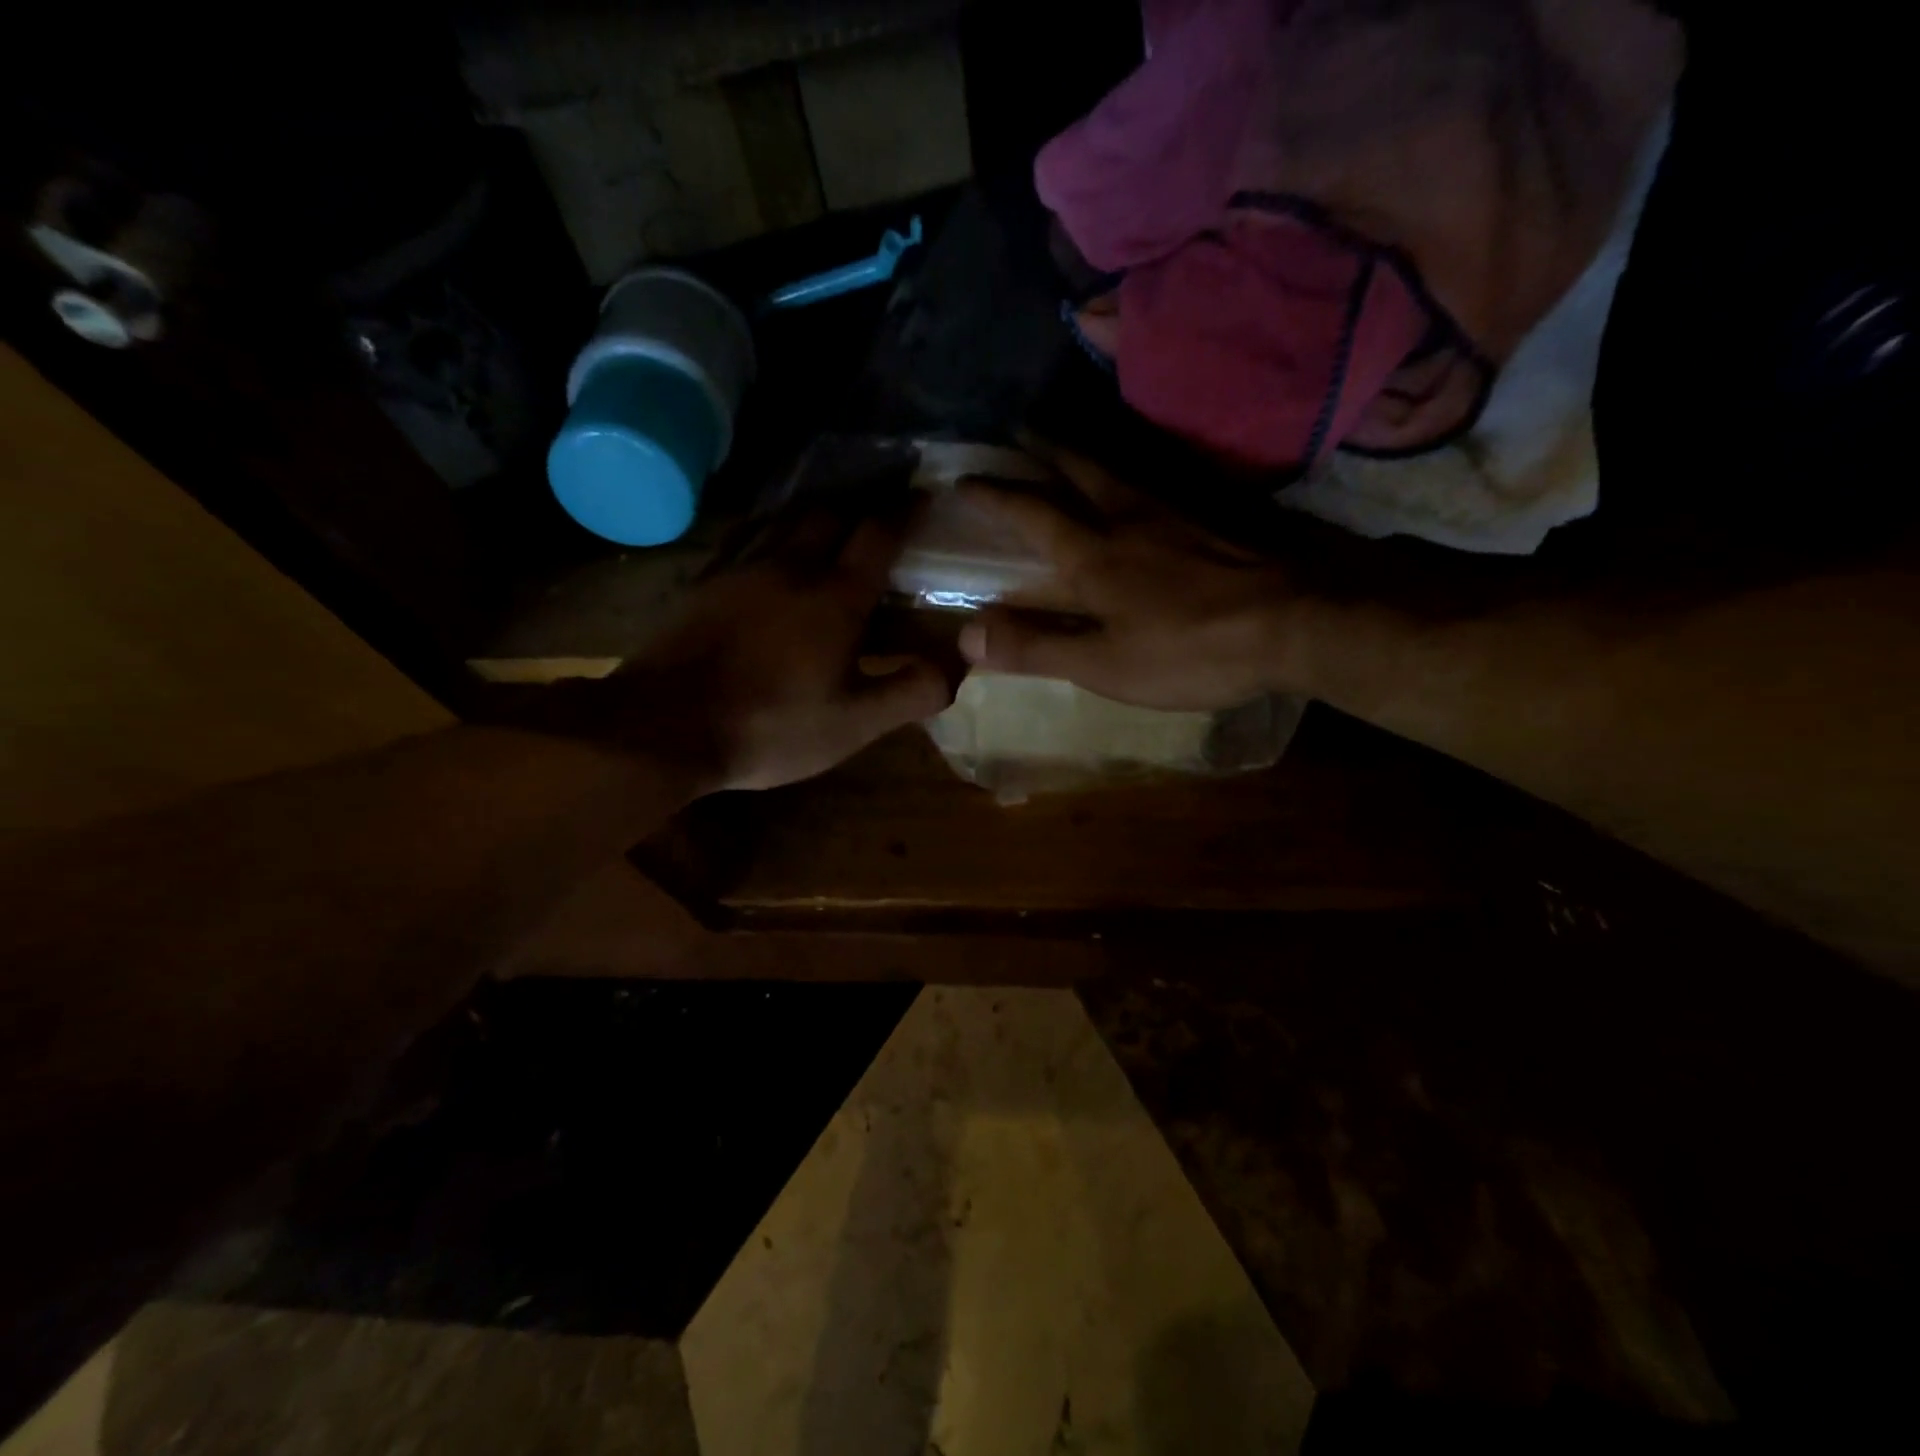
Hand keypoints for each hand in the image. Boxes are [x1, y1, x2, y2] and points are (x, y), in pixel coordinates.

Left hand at [588, 512, 955, 790]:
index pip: (879, 535)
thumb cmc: (771, 726)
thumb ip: (909, 693)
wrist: (664, 727)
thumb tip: (956, 667)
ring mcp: (740, 571)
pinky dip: (773, 539)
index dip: (907, 512)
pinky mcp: (704, 585)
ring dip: (815, 519)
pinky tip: (770, 561)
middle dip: (859, 509)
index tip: (925, 495)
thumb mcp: (853, 724)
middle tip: (876, 519)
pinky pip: (748, 542)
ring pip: (785, 522)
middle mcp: (790, 568)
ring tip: (829, 531)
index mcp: (834, 597)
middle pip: (830, 514)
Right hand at [956, 445, 1299, 710]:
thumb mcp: (1104, 664)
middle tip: (1020, 426)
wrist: (1297, 622)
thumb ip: (1036, 647)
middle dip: (1043, 446)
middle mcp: (1129, 516)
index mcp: (1094, 553)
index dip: (993, 495)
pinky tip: (1147, 478)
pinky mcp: (1218, 512)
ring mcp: (1179, 508)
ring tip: (1072, 442)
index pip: (1030, 513)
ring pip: (1122, 466)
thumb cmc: (1191, 649)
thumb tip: (965, 636)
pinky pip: (1166, 477)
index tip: (963, 477)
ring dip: (1088, 450)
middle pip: (1078, 467)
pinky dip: (1140, 467)